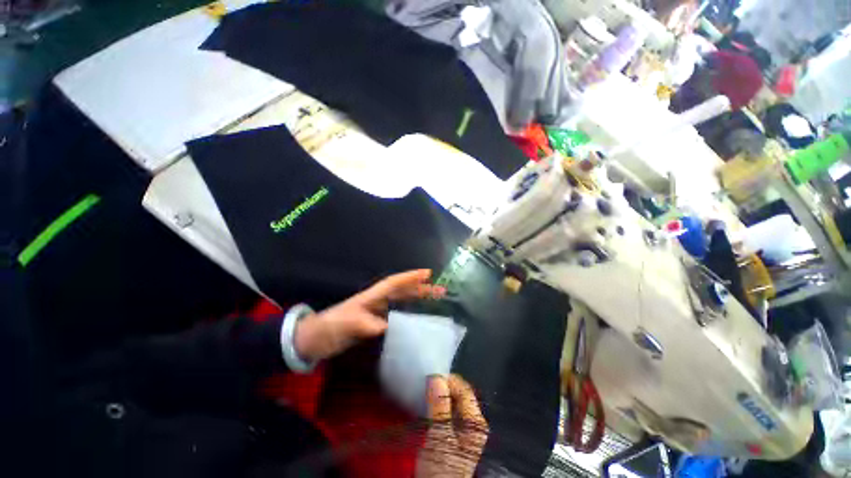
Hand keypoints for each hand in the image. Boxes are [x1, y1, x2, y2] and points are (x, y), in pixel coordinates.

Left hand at [294, 269, 444, 361]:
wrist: (313, 340)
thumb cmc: (328, 327)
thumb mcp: (346, 324)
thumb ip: (366, 324)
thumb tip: (389, 327)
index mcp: (371, 296)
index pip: (394, 283)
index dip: (410, 277)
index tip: (428, 273)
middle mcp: (376, 302)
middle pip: (402, 292)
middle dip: (420, 289)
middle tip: (439, 290)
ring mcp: (376, 313)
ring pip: (401, 304)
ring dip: (417, 301)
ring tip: (434, 302)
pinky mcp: (374, 325)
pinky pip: (396, 317)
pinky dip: (407, 317)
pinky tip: (416, 322)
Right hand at [416, 375, 489, 477]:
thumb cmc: (441, 468)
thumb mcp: (440, 437)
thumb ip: (439, 406)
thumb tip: (436, 377)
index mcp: (476, 421)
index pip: (464, 389)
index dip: (448, 380)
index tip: (430, 377)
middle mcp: (473, 422)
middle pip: (460, 394)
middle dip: (443, 386)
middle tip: (426, 384)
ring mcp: (464, 429)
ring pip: (453, 402)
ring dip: (439, 395)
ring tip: (425, 392)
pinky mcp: (454, 435)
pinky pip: (447, 411)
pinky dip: (438, 405)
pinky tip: (428, 406)